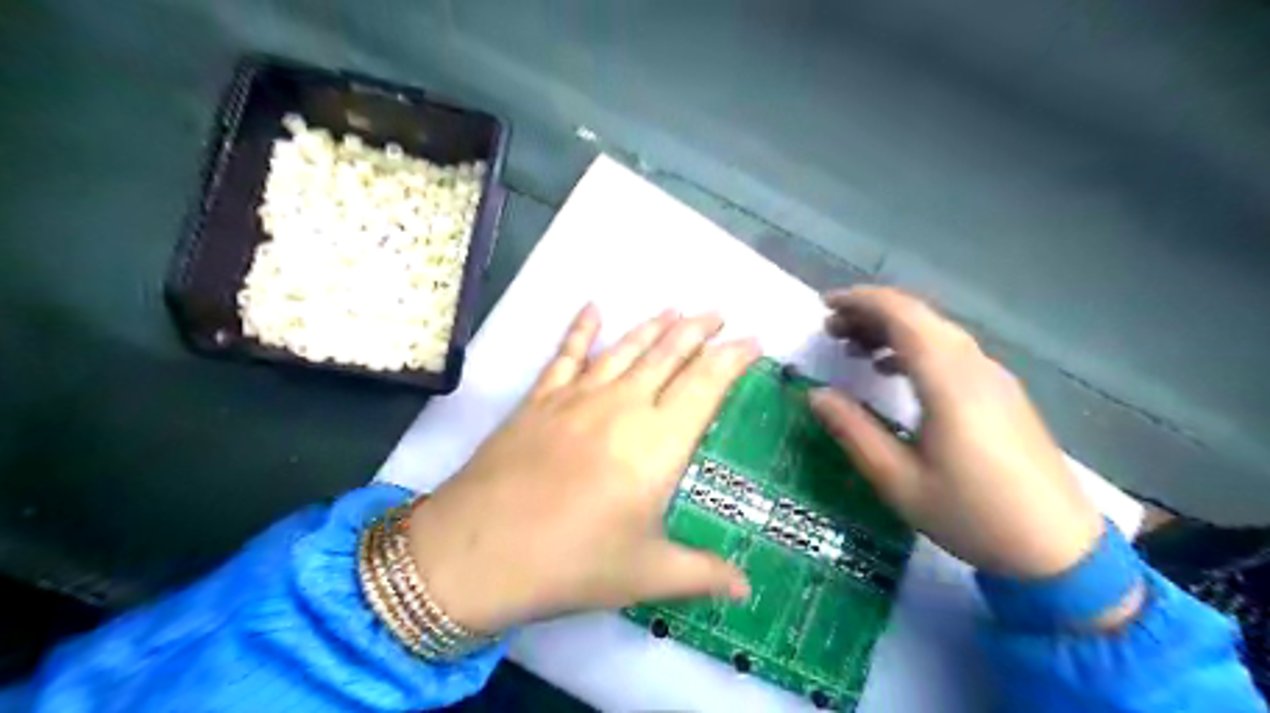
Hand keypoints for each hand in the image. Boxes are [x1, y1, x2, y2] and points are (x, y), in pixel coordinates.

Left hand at [413, 304, 757, 630]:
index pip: (706, 384)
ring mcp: (578, 397)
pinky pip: (566, 353)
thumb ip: (702, 575)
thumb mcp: (645, 575)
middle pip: (669, 353)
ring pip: (626, 348)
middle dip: (699, 329)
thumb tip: (745, 591)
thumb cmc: (571, 563)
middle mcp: (623, 405)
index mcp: (658, 443)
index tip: (753, 341)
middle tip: (719, 313)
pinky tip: (593, 307)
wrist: (476, 552)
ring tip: (676, 308)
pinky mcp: (540, 399)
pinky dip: (581, 328)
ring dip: (654, 324)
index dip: (733, 358)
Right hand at [807, 283, 1107, 578]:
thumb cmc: (971, 515)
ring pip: (936, 331)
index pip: (902, 315)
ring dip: (892, 329)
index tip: (824, 306)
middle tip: (831, 330)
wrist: (1058, 549)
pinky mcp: (1001, 392)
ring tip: (854, 349)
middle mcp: (973, 366)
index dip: (860, 302)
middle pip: (918, 316)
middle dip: (870, 313)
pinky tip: (893, 371)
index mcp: (947, 381)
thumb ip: (853, 431)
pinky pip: (951, 350)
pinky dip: (915, 347)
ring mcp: (993, 377)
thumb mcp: (898, 481)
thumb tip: (815, 394)